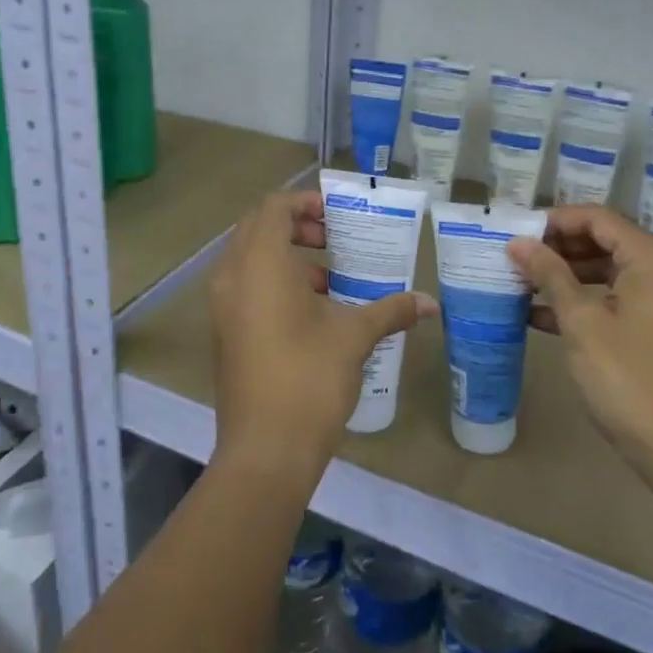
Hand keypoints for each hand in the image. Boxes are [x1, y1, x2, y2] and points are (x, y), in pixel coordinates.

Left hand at [208, 190, 435, 480]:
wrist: (264, 450)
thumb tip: (431, 303)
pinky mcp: (224, 332)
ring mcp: (222, 305)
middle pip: (257, 227)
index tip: (336, 216)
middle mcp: (232, 275)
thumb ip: (391, 310)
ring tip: (327, 277)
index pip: (273, 207)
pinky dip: (272, 282)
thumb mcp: (354, 337)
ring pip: (249, 258)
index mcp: (260, 263)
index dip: (304, 202)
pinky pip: (244, 286)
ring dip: (284, 256)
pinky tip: (310, 312)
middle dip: (295, 225)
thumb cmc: (309, 378)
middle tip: (332, 238)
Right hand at [508, 206, 652, 492]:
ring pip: (611, 271)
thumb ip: (549, 275)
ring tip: (521, 285)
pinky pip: (621, 299)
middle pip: (606, 241)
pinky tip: (542, 317)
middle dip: (558, 249)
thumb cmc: (631, 380)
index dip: (554, 221)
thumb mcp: (582, 323)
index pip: (598, 218)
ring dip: (568, 277)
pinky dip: (587, 302)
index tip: (515, 234)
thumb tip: (518, 242)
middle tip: (514, 260)